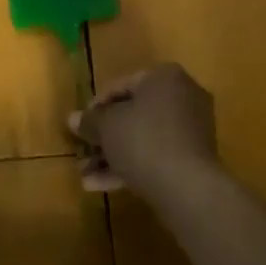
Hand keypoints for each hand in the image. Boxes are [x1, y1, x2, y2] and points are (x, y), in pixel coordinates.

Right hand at [70, 63, 221, 200]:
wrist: (186, 187)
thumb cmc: (143, 140)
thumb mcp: (106, 126)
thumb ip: (89, 121)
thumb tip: (73, 119)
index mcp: (164, 77)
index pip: (121, 85)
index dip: (95, 106)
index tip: (80, 125)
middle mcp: (183, 97)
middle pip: (133, 114)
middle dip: (104, 136)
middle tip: (83, 150)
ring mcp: (191, 130)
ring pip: (142, 138)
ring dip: (112, 155)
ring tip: (85, 175)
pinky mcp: (193, 159)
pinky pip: (156, 156)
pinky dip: (130, 166)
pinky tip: (100, 186)